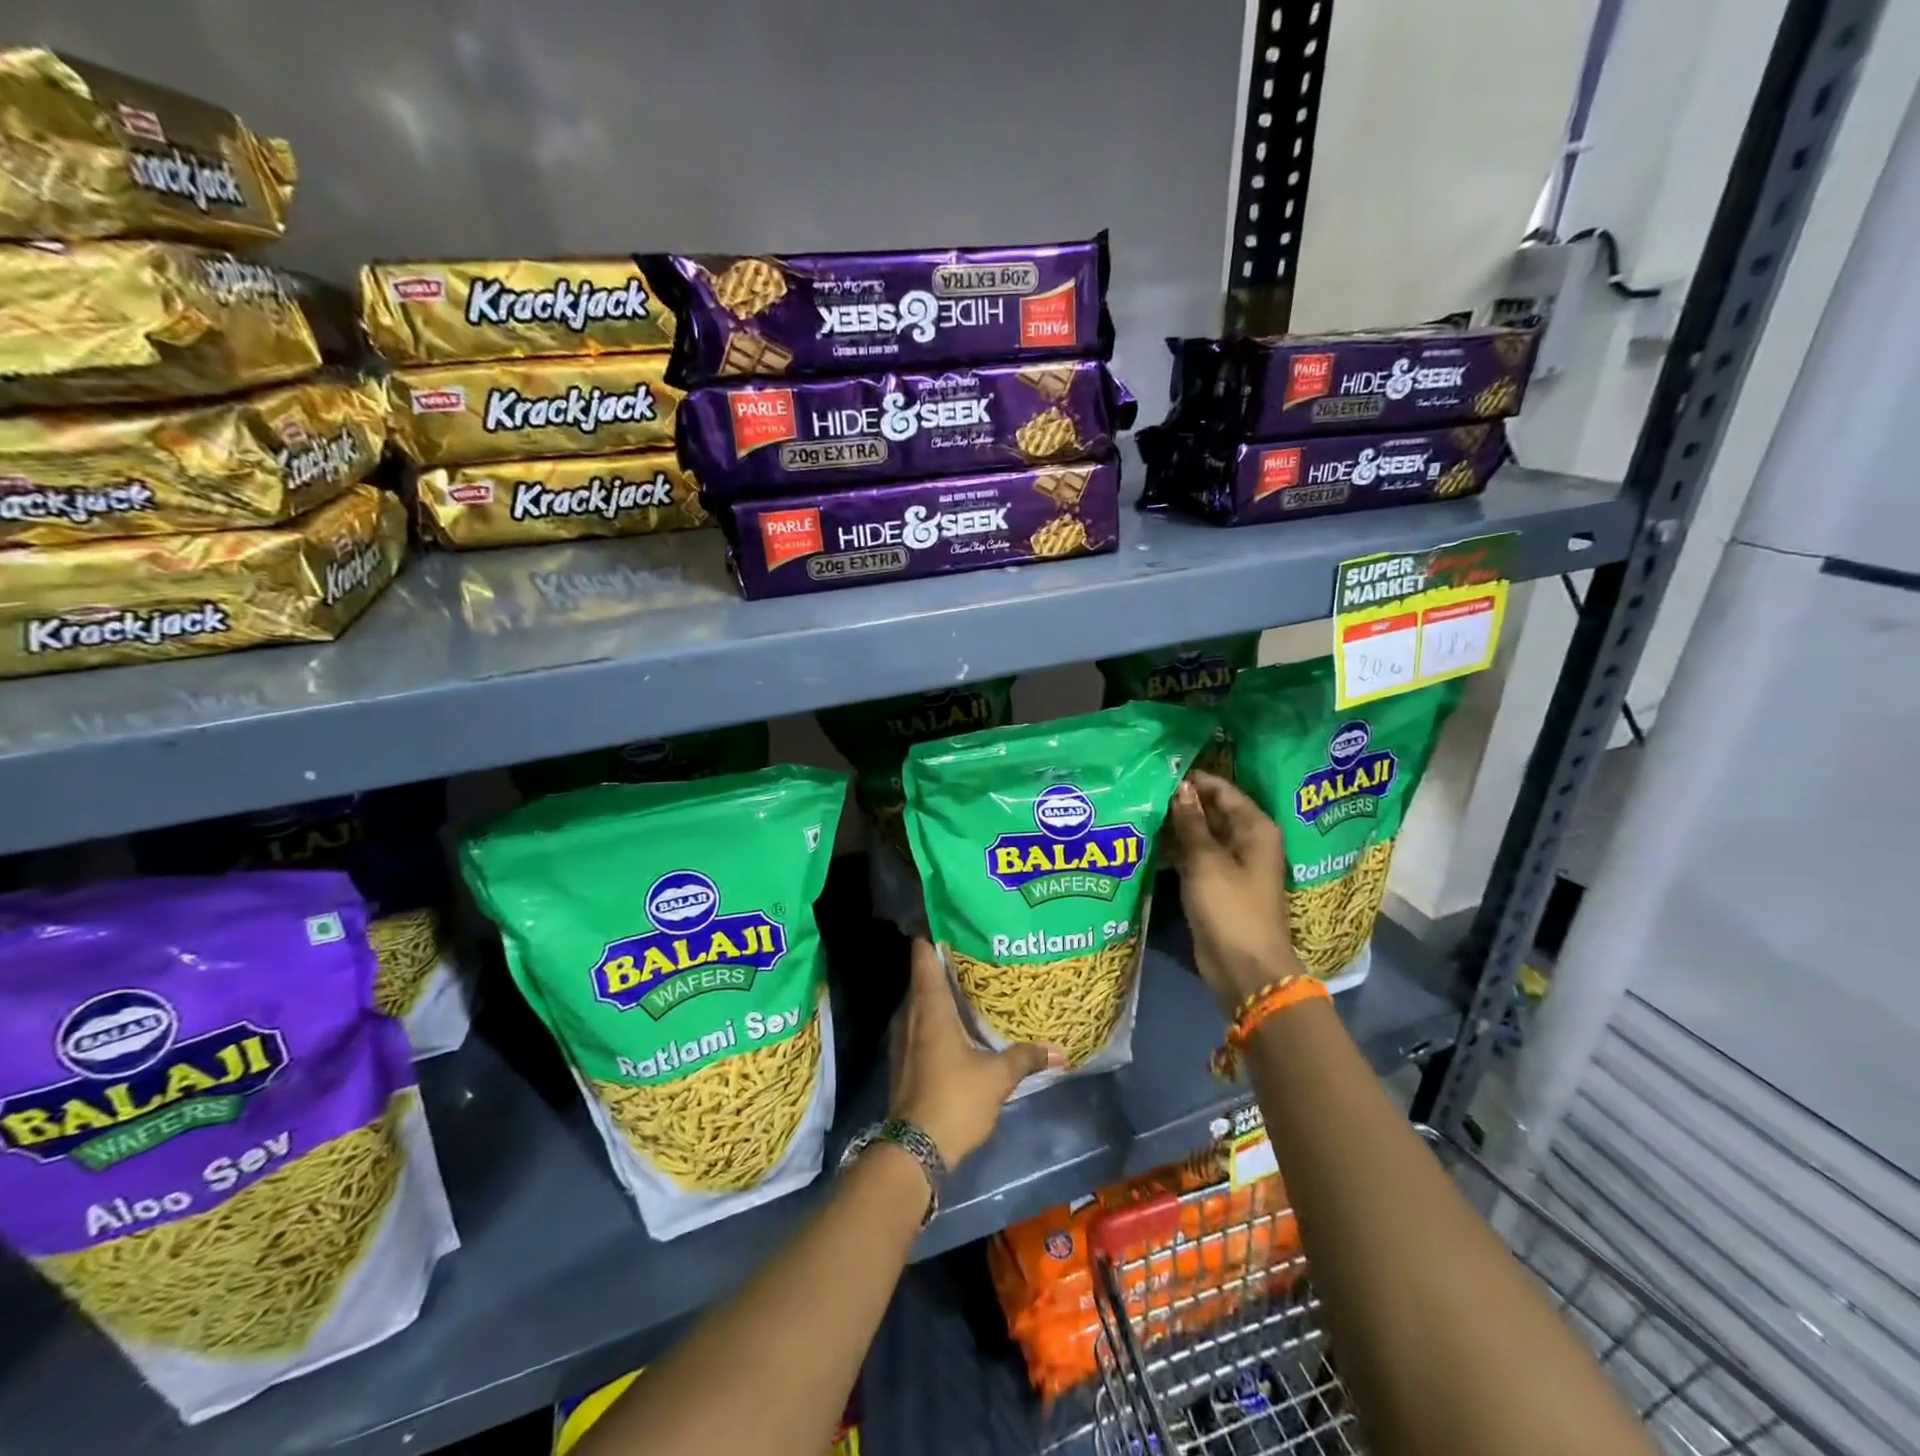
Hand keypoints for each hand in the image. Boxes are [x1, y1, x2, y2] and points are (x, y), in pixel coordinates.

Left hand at [889, 937, 1063, 1164]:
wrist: (914, 1150)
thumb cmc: (954, 1100)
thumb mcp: (997, 1077)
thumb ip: (1025, 1058)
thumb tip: (1059, 1050)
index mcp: (929, 1007)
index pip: (923, 955)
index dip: (934, 933)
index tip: (954, 919)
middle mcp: (910, 1014)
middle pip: (923, 975)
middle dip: (946, 962)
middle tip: (977, 951)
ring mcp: (902, 1038)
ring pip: (920, 1001)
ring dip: (940, 992)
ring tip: (971, 984)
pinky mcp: (903, 1059)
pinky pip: (918, 1023)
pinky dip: (935, 1016)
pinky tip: (958, 1024)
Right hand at [1165, 770, 1306, 1014]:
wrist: (1244, 968)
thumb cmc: (1230, 908)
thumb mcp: (1205, 861)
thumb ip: (1190, 822)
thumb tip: (1180, 787)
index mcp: (1255, 828)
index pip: (1222, 790)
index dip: (1193, 779)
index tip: (1158, 769)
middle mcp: (1247, 841)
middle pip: (1212, 810)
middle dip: (1181, 802)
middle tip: (1143, 790)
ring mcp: (1232, 864)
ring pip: (1201, 834)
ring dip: (1175, 826)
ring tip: (1139, 812)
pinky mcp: (1217, 885)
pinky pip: (1195, 857)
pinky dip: (1176, 850)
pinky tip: (1148, 844)